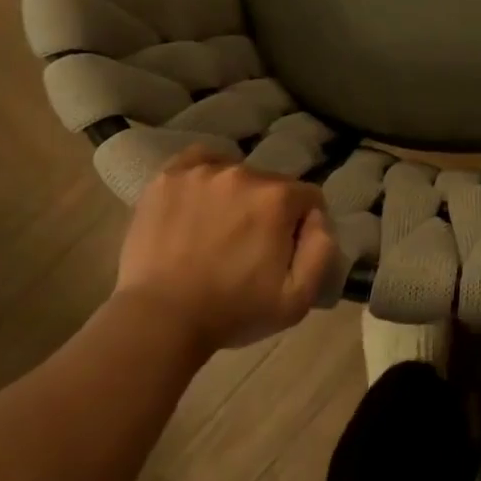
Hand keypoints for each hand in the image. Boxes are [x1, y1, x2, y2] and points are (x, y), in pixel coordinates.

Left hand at [116, 145, 335, 353]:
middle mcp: (243, 173)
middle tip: (248, 245)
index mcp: (277, 198)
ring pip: (235, 173)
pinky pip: (198, 160)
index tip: (284, 250)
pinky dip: (204, 175)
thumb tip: (317, 218)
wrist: (158, 321)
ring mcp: (202, 172)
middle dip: (267, 210)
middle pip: (271, 184)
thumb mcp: (297, 299)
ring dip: (235, 195)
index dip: (301, 225)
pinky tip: (199, 199)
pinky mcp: (167, 177)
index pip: (307, 197)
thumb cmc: (232, 312)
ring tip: (217, 228)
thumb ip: (322, 251)